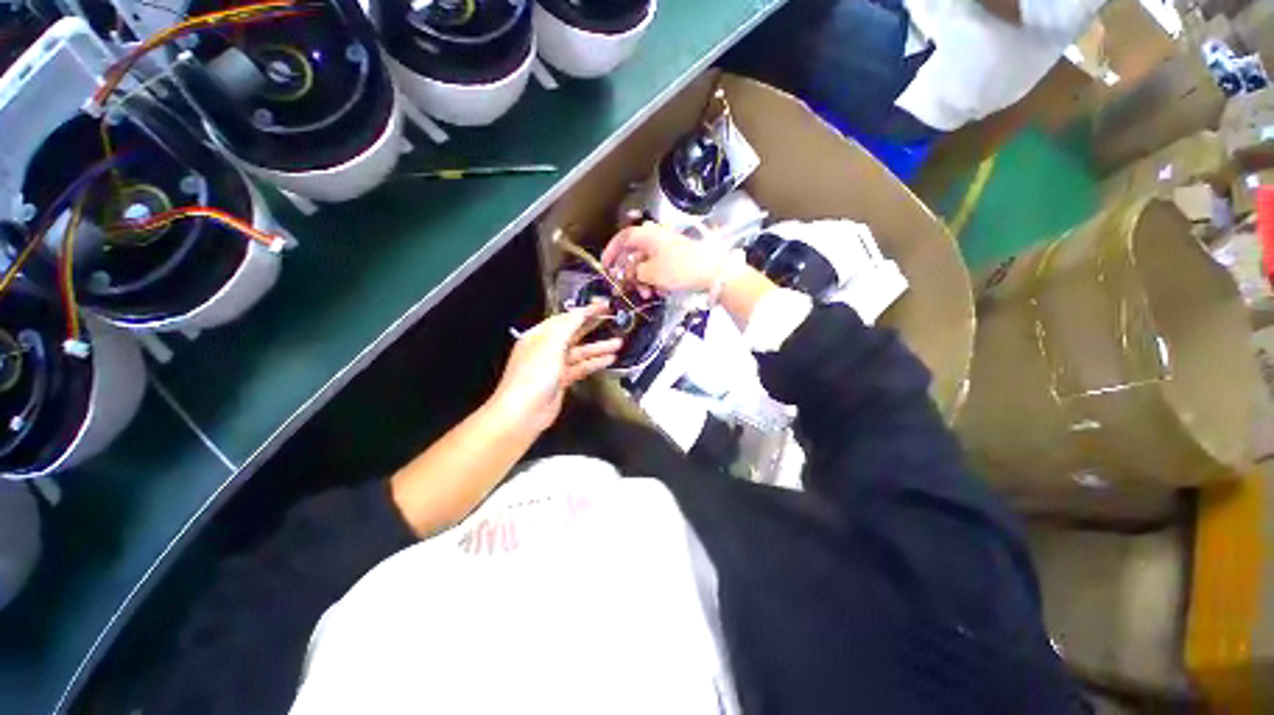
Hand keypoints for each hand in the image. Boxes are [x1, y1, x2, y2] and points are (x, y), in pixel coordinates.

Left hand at [489, 303, 621, 433]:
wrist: (524, 411)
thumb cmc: (535, 374)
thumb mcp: (551, 344)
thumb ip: (568, 326)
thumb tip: (580, 312)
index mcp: (539, 335)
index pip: (565, 318)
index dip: (585, 310)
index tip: (604, 305)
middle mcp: (547, 348)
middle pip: (573, 333)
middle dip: (592, 326)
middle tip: (613, 319)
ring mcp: (555, 365)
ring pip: (580, 352)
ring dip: (598, 347)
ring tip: (619, 343)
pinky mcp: (562, 381)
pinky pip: (581, 367)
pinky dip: (595, 363)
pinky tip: (609, 360)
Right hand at [602, 222, 726, 293]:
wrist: (713, 272)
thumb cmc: (679, 269)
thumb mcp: (651, 273)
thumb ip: (633, 273)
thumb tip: (628, 273)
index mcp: (646, 235)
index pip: (622, 239)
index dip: (610, 253)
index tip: (605, 267)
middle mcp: (655, 237)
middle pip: (633, 254)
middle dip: (628, 274)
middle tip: (625, 289)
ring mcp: (667, 247)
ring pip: (646, 264)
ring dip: (642, 281)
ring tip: (647, 295)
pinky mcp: (676, 258)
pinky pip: (658, 268)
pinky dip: (655, 280)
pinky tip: (659, 292)